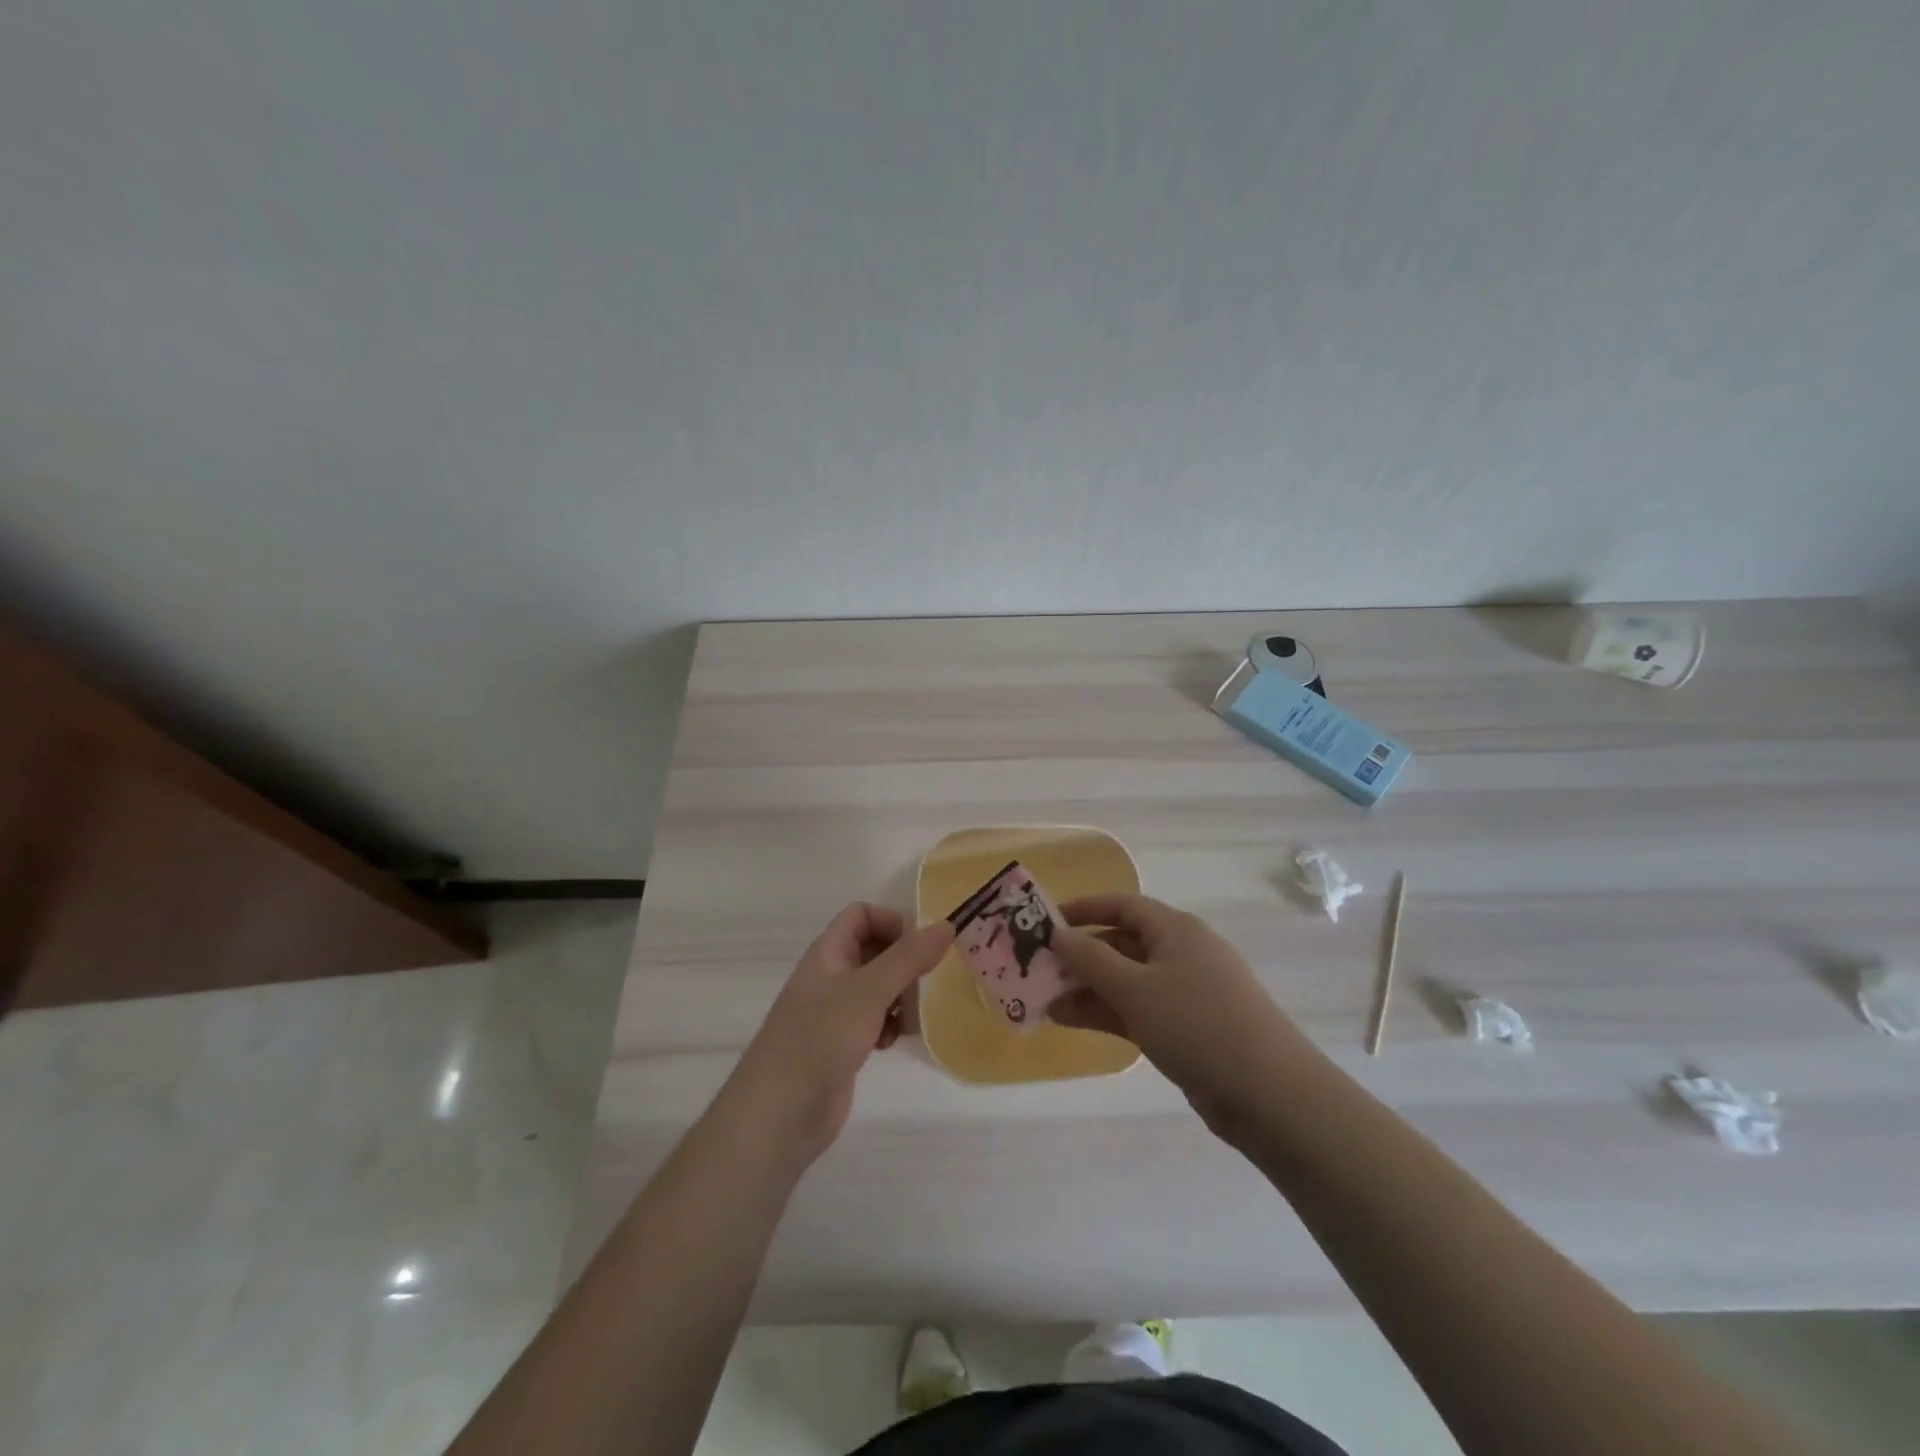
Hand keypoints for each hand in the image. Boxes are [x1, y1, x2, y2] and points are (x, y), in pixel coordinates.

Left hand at [727, 904, 953, 1163]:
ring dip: (901, 996)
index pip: (862, 915)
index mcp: (828, 953)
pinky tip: (893, 1042)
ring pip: (878, 987)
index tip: (922, 947)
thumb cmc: (820, 1040)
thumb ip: (908, 958)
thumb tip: (946, 925)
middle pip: (874, 950)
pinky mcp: (843, 1044)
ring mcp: (835, 1012)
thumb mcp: (868, 992)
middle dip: (904, 962)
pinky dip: (890, 1025)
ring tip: (913, 1015)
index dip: (892, 922)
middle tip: (928, 982)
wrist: (779, 1115)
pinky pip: (875, 1019)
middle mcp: (831, 976)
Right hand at [1050, 893, 1309, 1147]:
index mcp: (1176, 930)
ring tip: (1044, 1001)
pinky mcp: (1187, 1028)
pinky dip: (1106, 1012)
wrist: (1270, 1095)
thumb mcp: (1136, 989)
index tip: (1046, 921)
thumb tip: (1059, 934)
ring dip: (1087, 987)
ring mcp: (1186, 993)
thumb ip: (1092, 959)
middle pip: (1122, 943)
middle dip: (1080, 955)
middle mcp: (1181, 953)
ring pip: (1126, 980)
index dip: (1084, 909)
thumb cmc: (1198, 1025)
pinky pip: (1138, 1009)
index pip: (1123, 905)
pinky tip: (1071, 1020)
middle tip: (1037, 968)